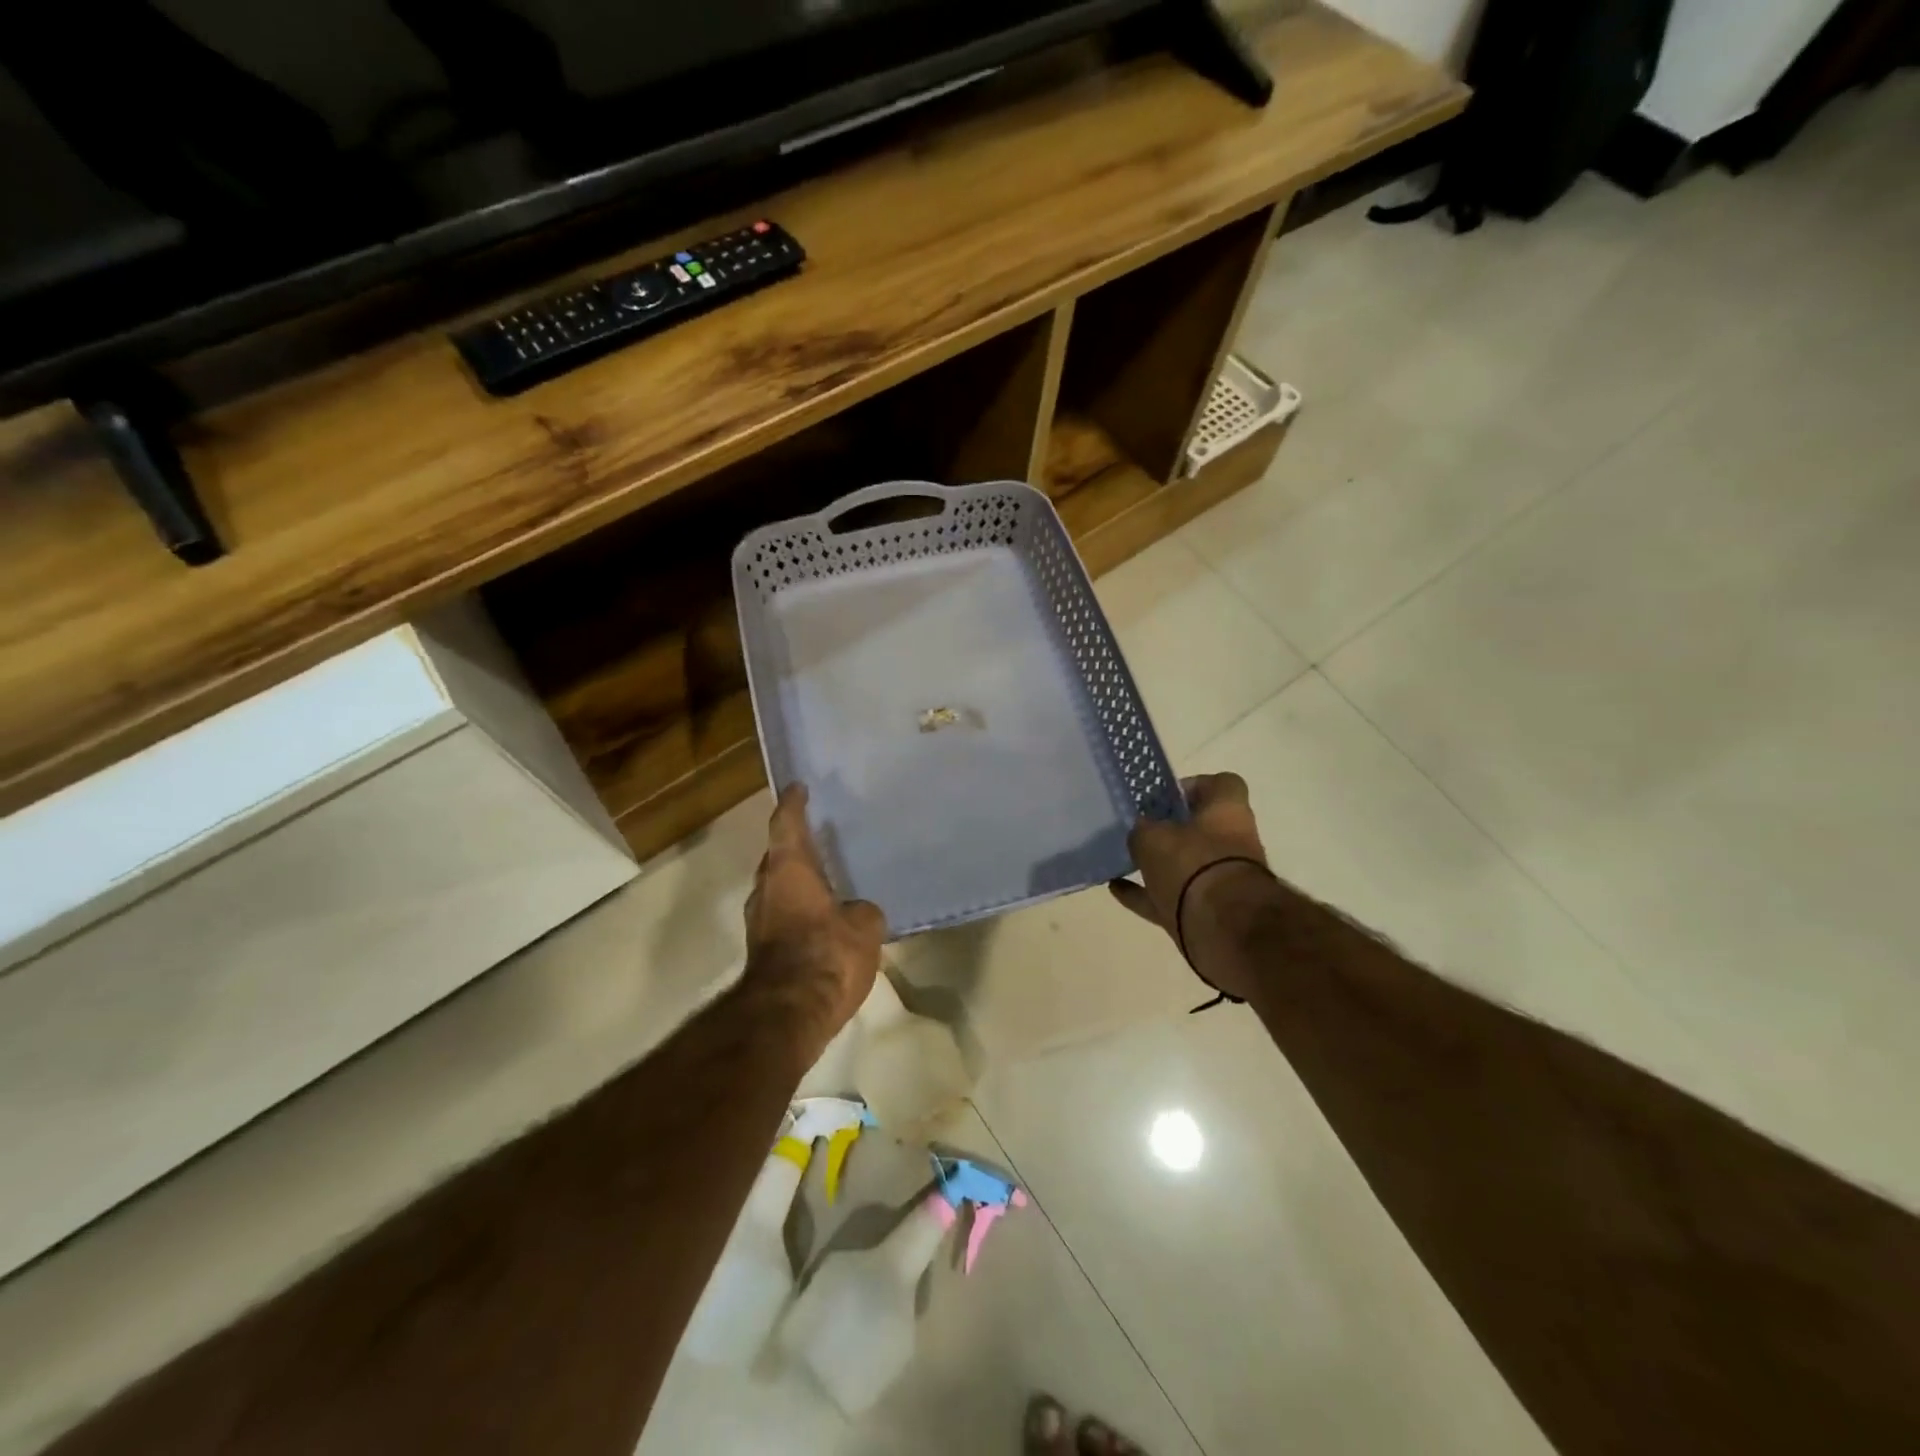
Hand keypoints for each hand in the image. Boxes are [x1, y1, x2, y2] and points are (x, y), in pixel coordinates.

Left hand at [742, 784, 886, 1053]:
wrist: (788, 1014)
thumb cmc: (827, 955)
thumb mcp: (864, 927)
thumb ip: (862, 912)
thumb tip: (856, 914)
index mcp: (789, 869)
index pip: (786, 824)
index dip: (793, 804)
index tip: (799, 788)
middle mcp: (766, 888)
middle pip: (777, 856)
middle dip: (794, 846)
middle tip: (818, 836)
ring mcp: (759, 921)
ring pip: (778, 888)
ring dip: (796, 882)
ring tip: (825, 878)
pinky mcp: (762, 950)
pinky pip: (782, 916)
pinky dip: (798, 910)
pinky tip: (822, 918)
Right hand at [1109, 772, 1272, 998]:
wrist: (1223, 929)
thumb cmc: (1192, 865)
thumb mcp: (1153, 837)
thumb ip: (1142, 829)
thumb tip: (1141, 831)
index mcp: (1228, 812)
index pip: (1220, 784)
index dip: (1191, 787)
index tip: (1163, 798)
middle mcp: (1231, 842)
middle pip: (1200, 828)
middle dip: (1169, 830)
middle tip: (1137, 829)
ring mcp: (1220, 880)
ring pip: (1184, 864)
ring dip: (1156, 863)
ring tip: (1122, 858)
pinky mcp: (1207, 912)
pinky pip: (1171, 896)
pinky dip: (1146, 893)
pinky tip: (1116, 888)